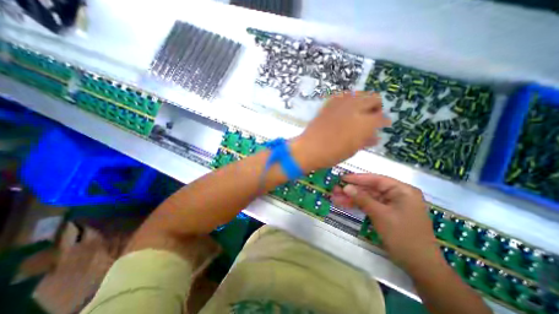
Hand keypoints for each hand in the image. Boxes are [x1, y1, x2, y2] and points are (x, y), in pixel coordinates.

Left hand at [292, 92, 389, 171]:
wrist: (309, 148)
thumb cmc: (332, 154)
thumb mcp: (353, 149)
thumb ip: (366, 140)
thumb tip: (375, 136)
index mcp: (364, 123)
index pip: (381, 117)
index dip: (384, 121)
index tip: (383, 124)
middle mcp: (355, 108)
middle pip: (374, 98)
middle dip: (376, 107)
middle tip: (372, 116)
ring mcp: (341, 104)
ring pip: (359, 93)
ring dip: (363, 101)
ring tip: (359, 111)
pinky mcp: (329, 103)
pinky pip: (344, 96)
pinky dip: (349, 100)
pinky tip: (345, 109)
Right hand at [332, 173, 441, 272]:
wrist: (420, 267)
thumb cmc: (403, 236)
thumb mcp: (380, 215)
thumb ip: (362, 198)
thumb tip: (346, 187)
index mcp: (402, 190)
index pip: (376, 179)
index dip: (357, 178)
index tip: (342, 178)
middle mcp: (397, 194)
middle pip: (370, 188)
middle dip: (352, 190)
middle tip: (335, 189)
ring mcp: (392, 204)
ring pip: (368, 197)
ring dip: (352, 198)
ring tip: (335, 197)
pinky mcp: (387, 213)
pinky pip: (370, 205)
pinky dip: (358, 205)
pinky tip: (344, 204)